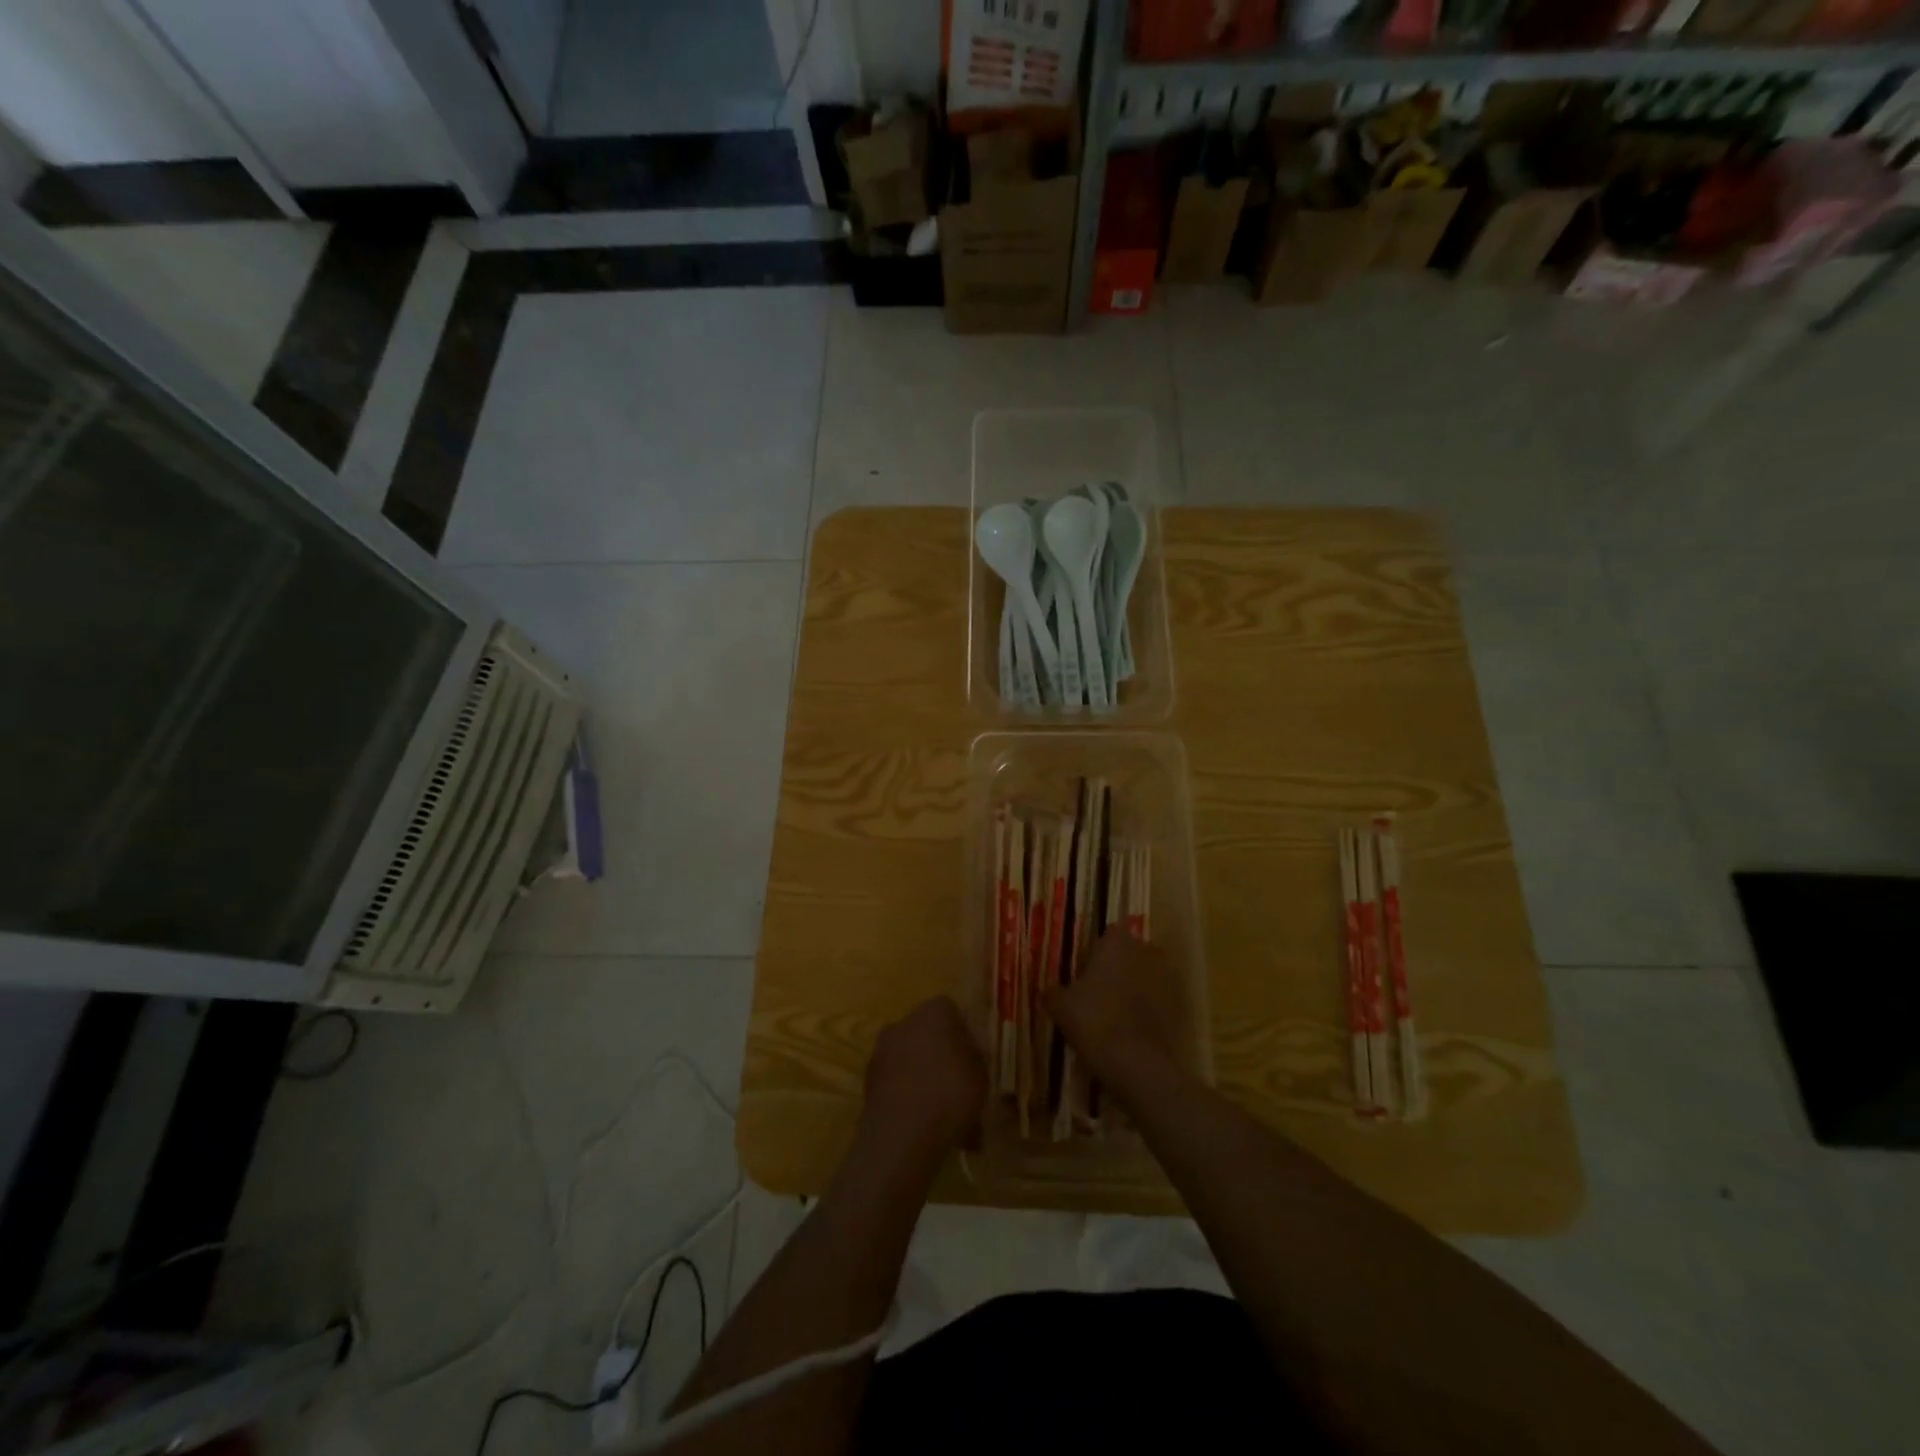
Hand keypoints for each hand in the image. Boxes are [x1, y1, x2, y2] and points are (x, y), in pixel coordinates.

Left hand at [860, 996, 985, 1158]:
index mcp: (933, 1011)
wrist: (902, 1135)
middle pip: (927, 1034)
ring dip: (924, 1078)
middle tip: (958, 1084)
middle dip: (940, 1055)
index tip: (972, 1057)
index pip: (951, 1010)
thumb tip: (966, 1051)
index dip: (963, 1033)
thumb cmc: (951, 1093)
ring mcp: (882, 1051)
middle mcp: (903, 1022)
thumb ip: (973, 1055)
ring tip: (942, 1113)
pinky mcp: (868, 1081)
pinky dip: (908, 1096)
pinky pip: (897, 1082)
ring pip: (911, 1060)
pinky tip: (924, 1124)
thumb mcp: (981, 1073)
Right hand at [1047, 929, 1190, 1092]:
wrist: (1137, 1063)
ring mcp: (1167, 978)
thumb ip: (1053, 991)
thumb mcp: (1060, 1006)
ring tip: (1116, 1013)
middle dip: (1118, 967)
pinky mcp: (1180, 1005)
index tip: (1086, 969)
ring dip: (1135, 987)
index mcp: (1117, 943)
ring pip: (1147, 975)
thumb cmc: (1094, 1021)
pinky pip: (1160, 1000)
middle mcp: (1146, 951)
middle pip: (1131, 952)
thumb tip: (1048, 989)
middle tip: (1099, 992)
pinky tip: (1133, 1030)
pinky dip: (1149, 1010)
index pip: (1109, 933)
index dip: (1097, 950)